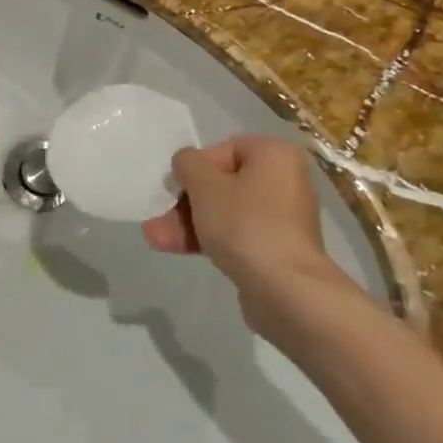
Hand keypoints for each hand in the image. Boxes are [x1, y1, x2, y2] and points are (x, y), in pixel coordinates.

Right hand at [144, 135, 354, 331]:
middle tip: (159, 219)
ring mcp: (284, 218)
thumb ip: (188, 163)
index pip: (225, 150)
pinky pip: (239, 235)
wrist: (286, 291)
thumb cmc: (245, 224)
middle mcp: (285, 180)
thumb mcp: (204, 184)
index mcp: (275, 154)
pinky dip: (211, 240)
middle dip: (186, 203)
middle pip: (223, 184)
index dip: (195, 168)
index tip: (178, 188)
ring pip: (226, 212)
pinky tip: (178, 250)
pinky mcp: (278, 250)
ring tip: (156, 240)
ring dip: (190, 223)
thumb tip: (187, 162)